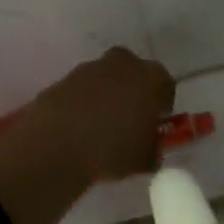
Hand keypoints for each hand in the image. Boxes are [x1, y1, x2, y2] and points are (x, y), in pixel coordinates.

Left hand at [14, 46, 176, 184]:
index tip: (156, 123)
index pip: (166, 85)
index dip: (162, 105)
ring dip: (107, 95)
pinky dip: (83, 102)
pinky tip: (78, 126)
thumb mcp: (144, 159)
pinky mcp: (64, 78)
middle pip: (135, 73)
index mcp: (151, 78)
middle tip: (130, 119)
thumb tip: (151, 150)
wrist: (57, 144)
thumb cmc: (113, 149)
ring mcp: (90, 68)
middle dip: (134, 91)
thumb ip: (153, 150)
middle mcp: (123, 64)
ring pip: (106, 78)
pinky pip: (82, 89)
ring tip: (101, 126)